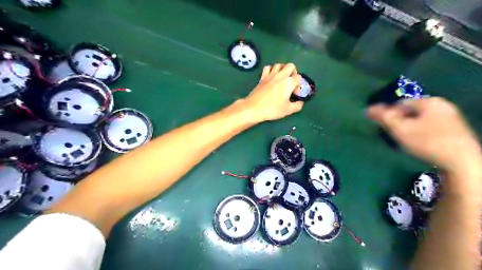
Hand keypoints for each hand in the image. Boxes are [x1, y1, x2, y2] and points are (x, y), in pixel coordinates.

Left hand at [243, 63, 302, 121]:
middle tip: (291, 82)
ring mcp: (270, 75)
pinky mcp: (262, 77)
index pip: (299, 77)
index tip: (295, 94)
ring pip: (279, 65)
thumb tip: (300, 103)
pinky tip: (271, 76)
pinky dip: (271, 69)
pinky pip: (267, 68)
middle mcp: (280, 75)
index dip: (299, 85)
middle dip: (293, 72)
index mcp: (289, 82)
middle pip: (290, 66)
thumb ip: (297, 106)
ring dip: (282, 69)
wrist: (254, 108)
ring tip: (282, 78)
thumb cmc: (272, 109)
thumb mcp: (288, 110)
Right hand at [370, 97, 481, 174]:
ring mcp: (451, 118)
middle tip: (391, 133)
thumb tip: (367, 109)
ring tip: (403, 139)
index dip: (388, 113)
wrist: (463, 163)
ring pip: (420, 119)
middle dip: (398, 120)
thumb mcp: (400, 129)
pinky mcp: (455, 130)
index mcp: (429, 102)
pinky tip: (418, 143)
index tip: (382, 126)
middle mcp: (442, 106)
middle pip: (410, 111)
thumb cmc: (428, 142)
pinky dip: (420, 132)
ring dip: (408, 127)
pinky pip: (430, 126)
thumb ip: (384, 117)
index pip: (400, 103)